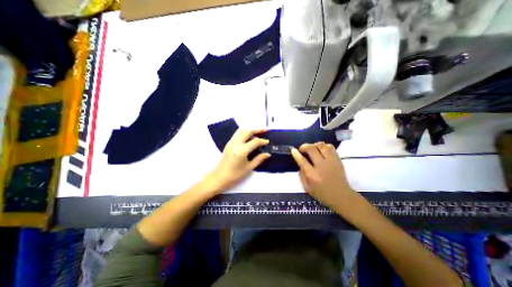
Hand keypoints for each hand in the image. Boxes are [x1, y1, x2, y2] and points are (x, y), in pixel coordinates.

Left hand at [204, 128, 271, 192]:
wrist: (219, 177)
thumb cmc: (235, 175)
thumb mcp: (249, 168)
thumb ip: (259, 159)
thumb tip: (268, 154)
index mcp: (242, 150)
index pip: (255, 141)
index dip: (262, 141)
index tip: (268, 142)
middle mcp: (236, 143)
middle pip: (247, 131)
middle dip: (257, 130)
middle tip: (265, 130)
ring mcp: (231, 142)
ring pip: (241, 130)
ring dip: (250, 130)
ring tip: (258, 132)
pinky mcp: (228, 143)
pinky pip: (237, 133)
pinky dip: (244, 132)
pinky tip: (249, 136)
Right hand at [290, 142, 356, 209]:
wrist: (342, 196)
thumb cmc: (322, 194)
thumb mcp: (307, 188)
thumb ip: (301, 176)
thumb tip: (300, 165)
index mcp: (313, 175)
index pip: (302, 161)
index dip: (296, 154)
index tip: (293, 150)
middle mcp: (322, 167)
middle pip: (311, 149)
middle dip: (304, 146)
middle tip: (301, 149)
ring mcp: (331, 162)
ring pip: (321, 146)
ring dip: (314, 145)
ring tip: (311, 148)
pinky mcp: (338, 160)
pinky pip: (330, 147)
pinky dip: (323, 146)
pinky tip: (320, 150)